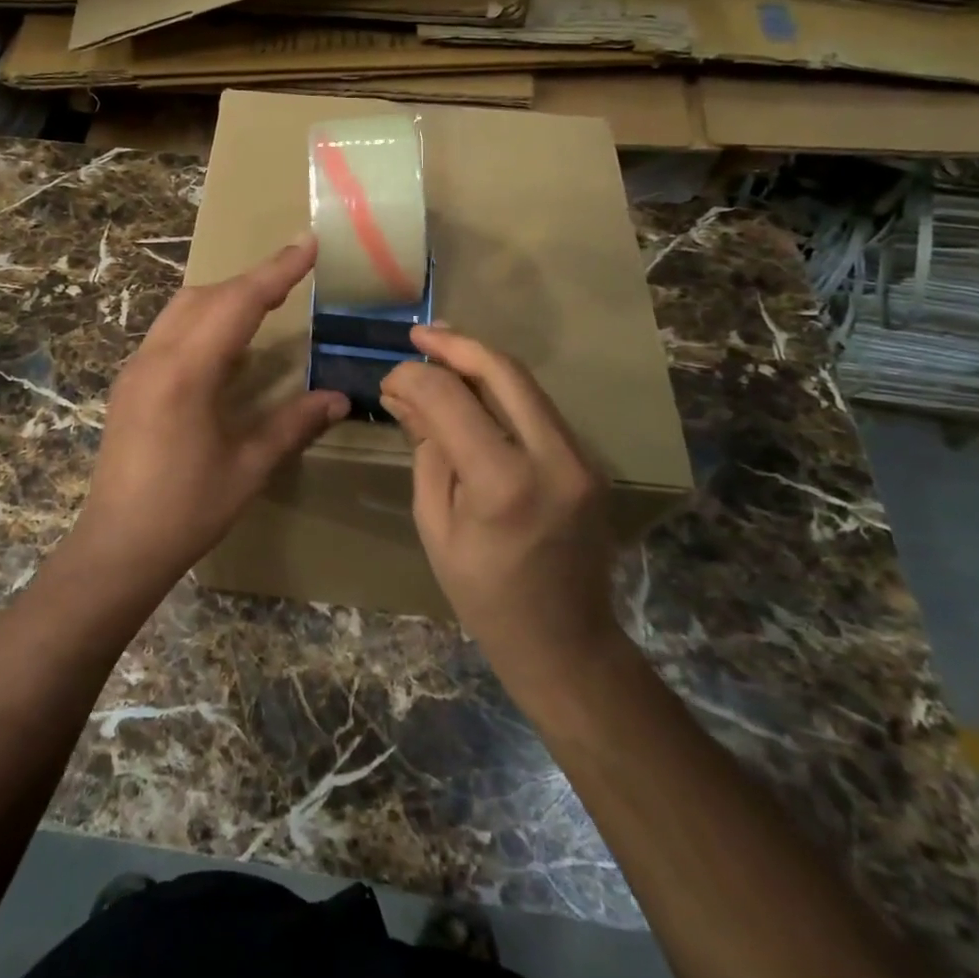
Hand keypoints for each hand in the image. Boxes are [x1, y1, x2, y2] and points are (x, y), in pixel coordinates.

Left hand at [72, 236, 348, 589]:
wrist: (117, 546)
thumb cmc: (186, 511)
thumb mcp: (248, 468)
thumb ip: (293, 425)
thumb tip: (340, 399)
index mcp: (186, 372)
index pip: (238, 303)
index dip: (277, 271)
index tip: (308, 243)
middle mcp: (155, 357)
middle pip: (206, 296)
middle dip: (252, 281)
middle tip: (295, 277)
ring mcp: (136, 368)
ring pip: (182, 309)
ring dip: (225, 297)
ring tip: (266, 303)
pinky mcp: (129, 383)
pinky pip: (169, 331)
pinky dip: (203, 320)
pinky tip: (225, 346)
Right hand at [379, 325, 621, 678]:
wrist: (566, 642)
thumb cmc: (484, 596)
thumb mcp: (435, 524)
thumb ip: (426, 449)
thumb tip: (405, 394)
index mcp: (503, 483)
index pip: (450, 399)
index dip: (413, 377)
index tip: (389, 378)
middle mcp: (552, 458)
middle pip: (503, 371)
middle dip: (456, 344)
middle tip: (419, 335)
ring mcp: (581, 457)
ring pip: (527, 384)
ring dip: (481, 362)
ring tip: (440, 350)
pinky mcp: (589, 460)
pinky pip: (539, 408)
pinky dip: (502, 390)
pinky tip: (473, 387)